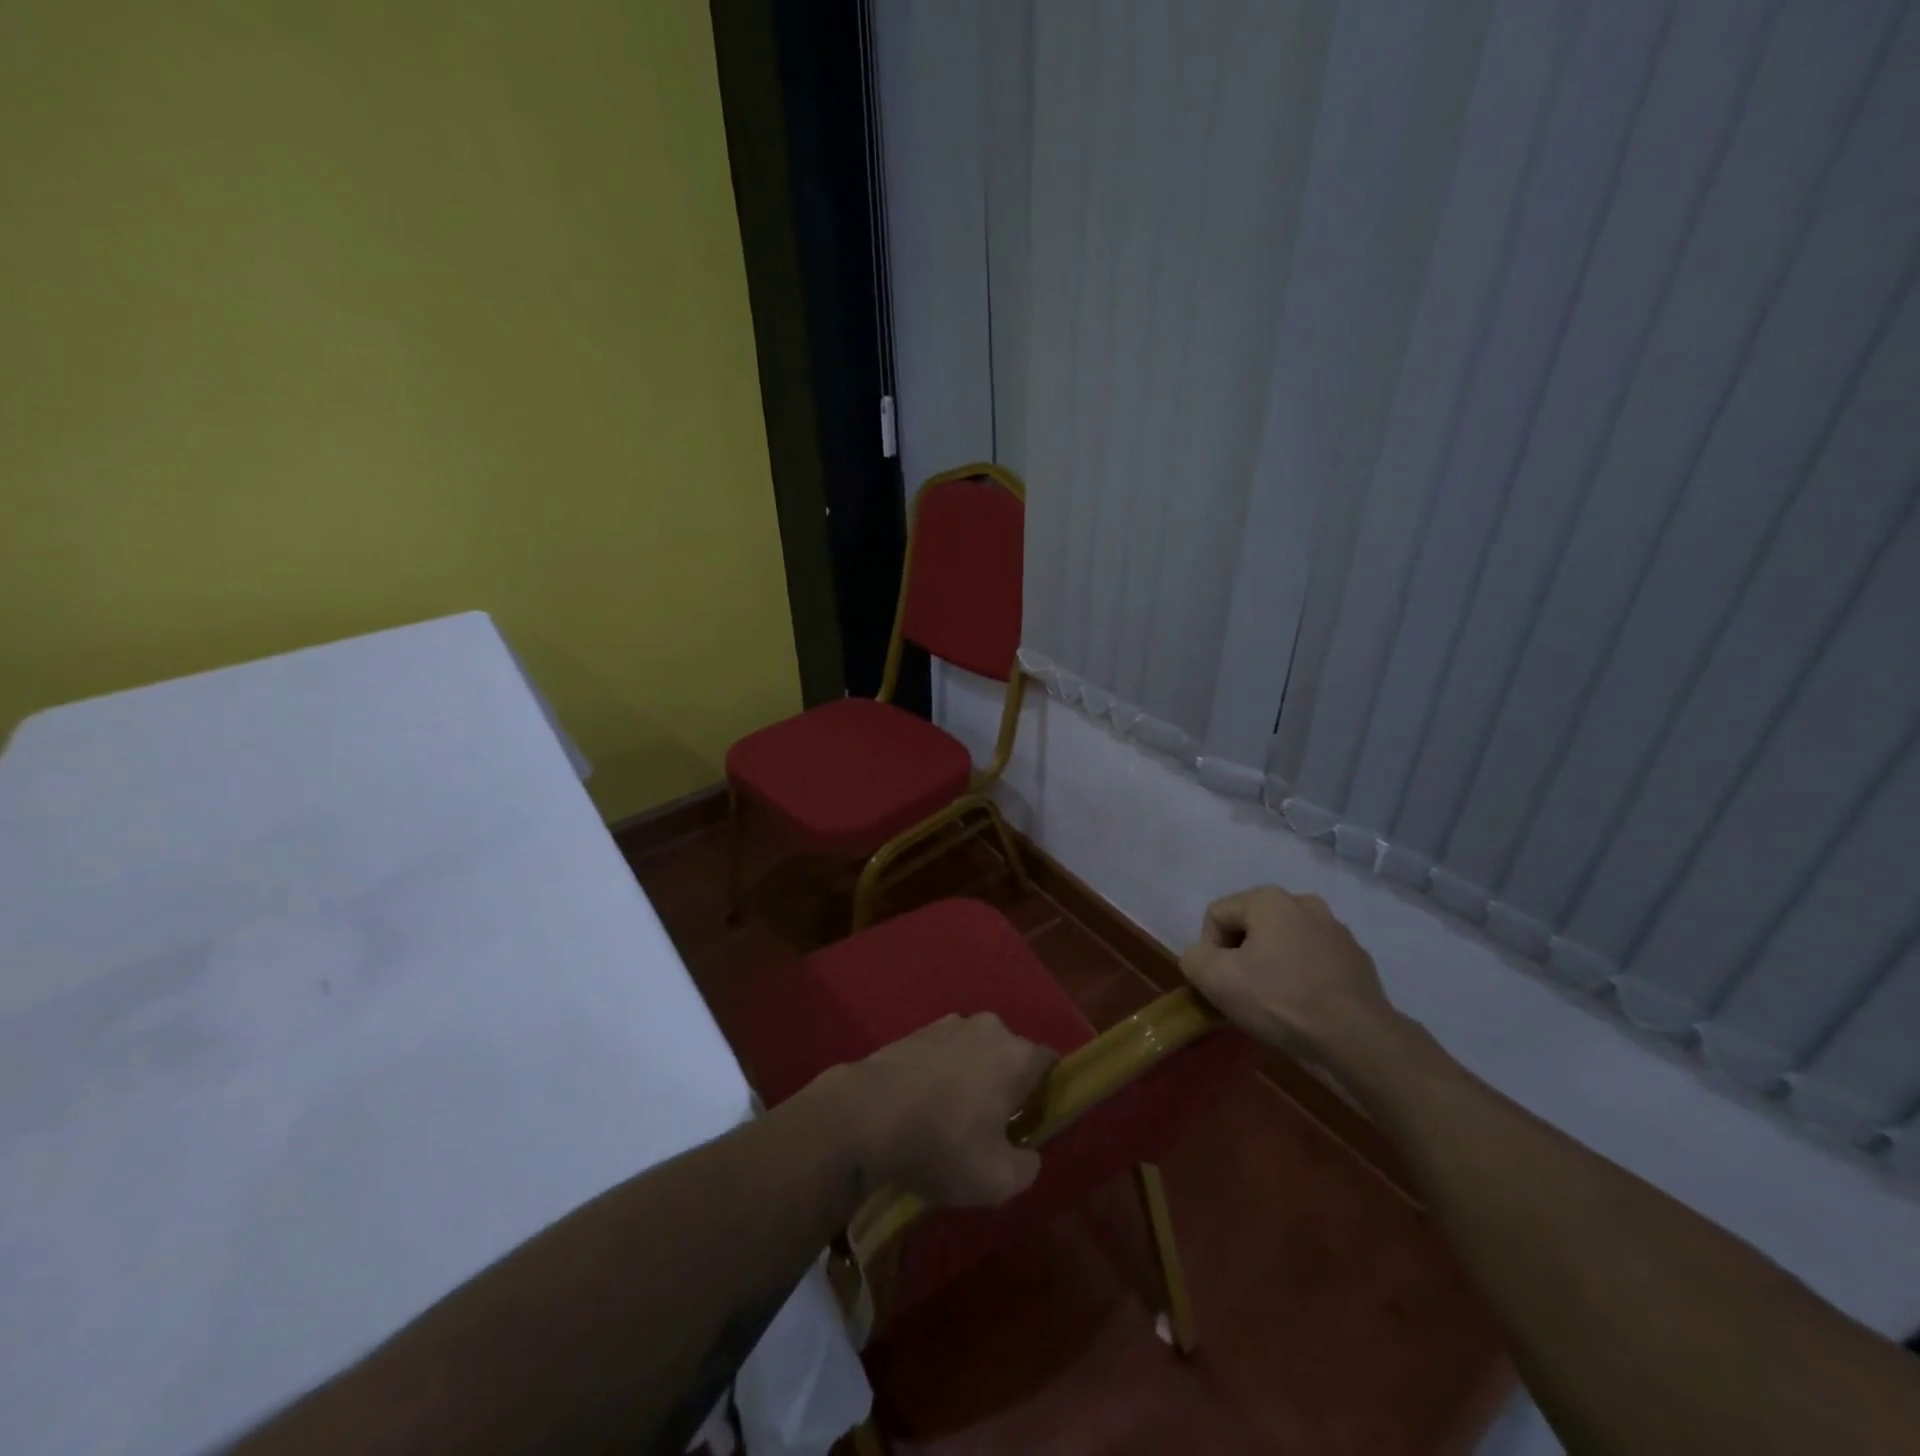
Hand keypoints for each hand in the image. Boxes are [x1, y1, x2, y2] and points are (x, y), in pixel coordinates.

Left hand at [840, 1014, 1055, 1207]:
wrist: (866, 1114)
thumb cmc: (942, 1144)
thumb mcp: (998, 1180)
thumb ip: (1028, 1167)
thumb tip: (1028, 1153)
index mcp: (1017, 1055)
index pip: (1050, 1063)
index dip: (1047, 1093)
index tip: (1032, 1122)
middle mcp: (989, 1028)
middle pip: (1011, 1055)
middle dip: (1007, 1085)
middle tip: (991, 1126)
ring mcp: (950, 1023)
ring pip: (976, 1051)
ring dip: (973, 1077)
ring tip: (952, 1117)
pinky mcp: (917, 1030)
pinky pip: (945, 1051)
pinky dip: (943, 1072)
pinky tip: (924, 1105)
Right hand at [1179, 885, 1396, 1062]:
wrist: (1358, 1038)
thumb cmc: (1281, 1000)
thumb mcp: (1215, 979)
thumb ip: (1192, 958)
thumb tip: (1203, 958)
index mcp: (1268, 899)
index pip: (1216, 915)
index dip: (1209, 951)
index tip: (1222, 983)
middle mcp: (1303, 902)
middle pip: (1250, 926)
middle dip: (1241, 956)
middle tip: (1245, 993)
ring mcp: (1335, 929)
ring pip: (1282, 942)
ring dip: (1271, 965)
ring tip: (1276, 1001)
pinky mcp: (1356, 957)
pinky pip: (1312, 959)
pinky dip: (1301, 976)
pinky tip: (1305, 1005)